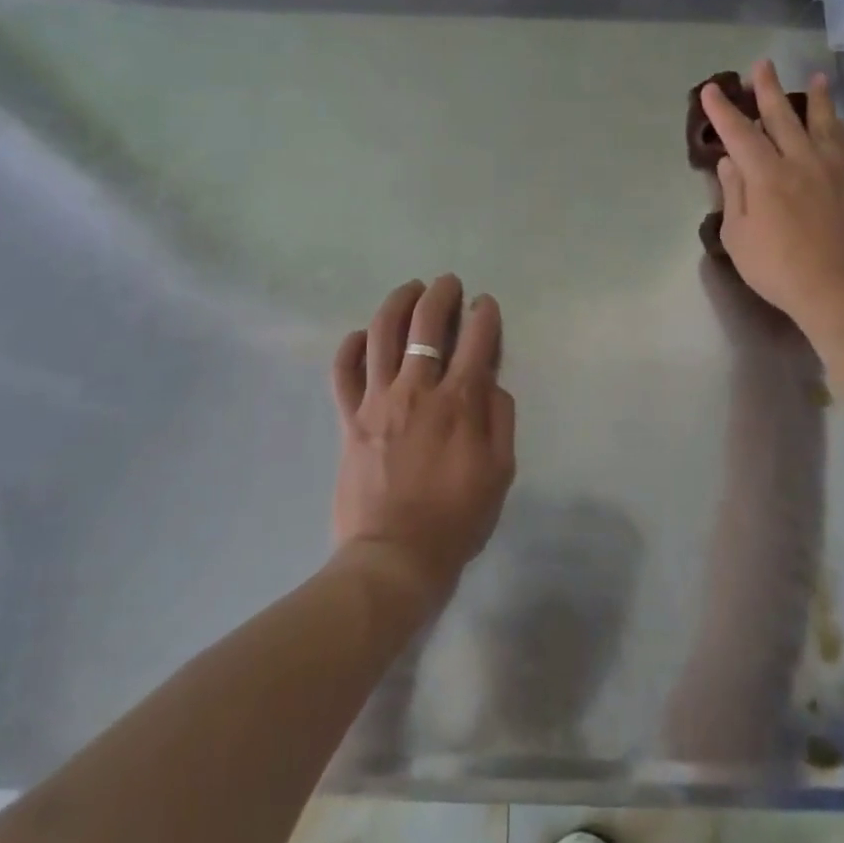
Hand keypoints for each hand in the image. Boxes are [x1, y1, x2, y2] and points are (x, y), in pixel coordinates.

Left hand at [329, 275, 515, 614]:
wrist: (394, 558)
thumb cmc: (456, 519)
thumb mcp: (500, 472)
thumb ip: (500, 418)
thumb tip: (491, 381)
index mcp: (459, 402)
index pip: (476, 339)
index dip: (484, 314)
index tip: (485, 305)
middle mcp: (417, 390)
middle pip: (426, 324)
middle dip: (441, 295)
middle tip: (448, 283)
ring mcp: (377, 401)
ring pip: (383, 334)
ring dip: (398, 303)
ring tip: (410, 290)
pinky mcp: (349, 418)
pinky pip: (343, 371)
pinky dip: (351, 346)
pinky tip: (363, 334)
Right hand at [700, 59, 843, 332]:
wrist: (839, 288)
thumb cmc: (778, 268)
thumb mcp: (739, 237)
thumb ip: (734, 194)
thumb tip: (730, 162)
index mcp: (766, 175)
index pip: (739, 134)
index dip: (723, 111)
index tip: (711, 90)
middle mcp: (798, 162)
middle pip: (781, 117)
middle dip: (767, 89)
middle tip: (762, 64)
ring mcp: (829, 169)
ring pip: (820, 123)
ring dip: (814, 98)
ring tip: (815, 77)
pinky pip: (843, 142)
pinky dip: (836, 124)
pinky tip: (835, 119)